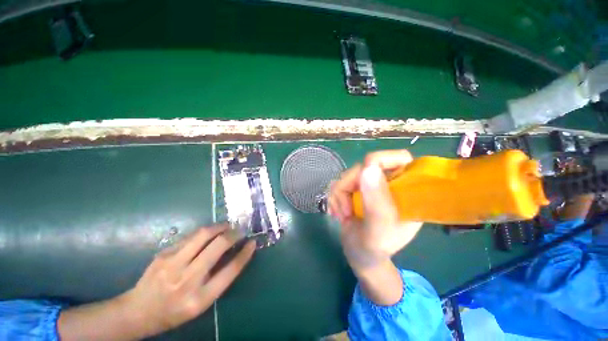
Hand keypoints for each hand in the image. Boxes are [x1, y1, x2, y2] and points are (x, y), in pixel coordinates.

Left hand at [58, 224, 255, 340]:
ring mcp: (172, 264)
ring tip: (227, 226)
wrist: (136, 312)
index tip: (252, 243)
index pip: (230, 271)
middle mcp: (187, 280)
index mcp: (199, 298)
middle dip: (233, 234)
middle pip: (218, 246)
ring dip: (220, 227)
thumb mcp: (199, 304)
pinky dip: (204, 232)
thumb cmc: (173, 312)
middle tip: (240, 230)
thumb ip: (217, 279)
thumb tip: (233, 253)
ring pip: (203, 234)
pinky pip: (190, 237)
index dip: (244, 254)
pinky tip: (208, 233)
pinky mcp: (163, 254)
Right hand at [328, 150, 422, 270]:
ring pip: (348, 175)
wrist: (360, 256)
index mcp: (405, 190)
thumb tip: (368, 168)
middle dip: (350, 186)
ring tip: (344, 215)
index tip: (365, 176)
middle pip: (365, 166)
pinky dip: (335, 198)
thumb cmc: (375, 248)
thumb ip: (376, 202)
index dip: (382, 160)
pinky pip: (338, 183)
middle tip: (348, 208)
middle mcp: (388, 184)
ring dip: (340, 195)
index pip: (400, 158)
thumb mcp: (378, 229)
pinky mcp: (355, 190)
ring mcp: (369, 186)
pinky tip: (338, 213)